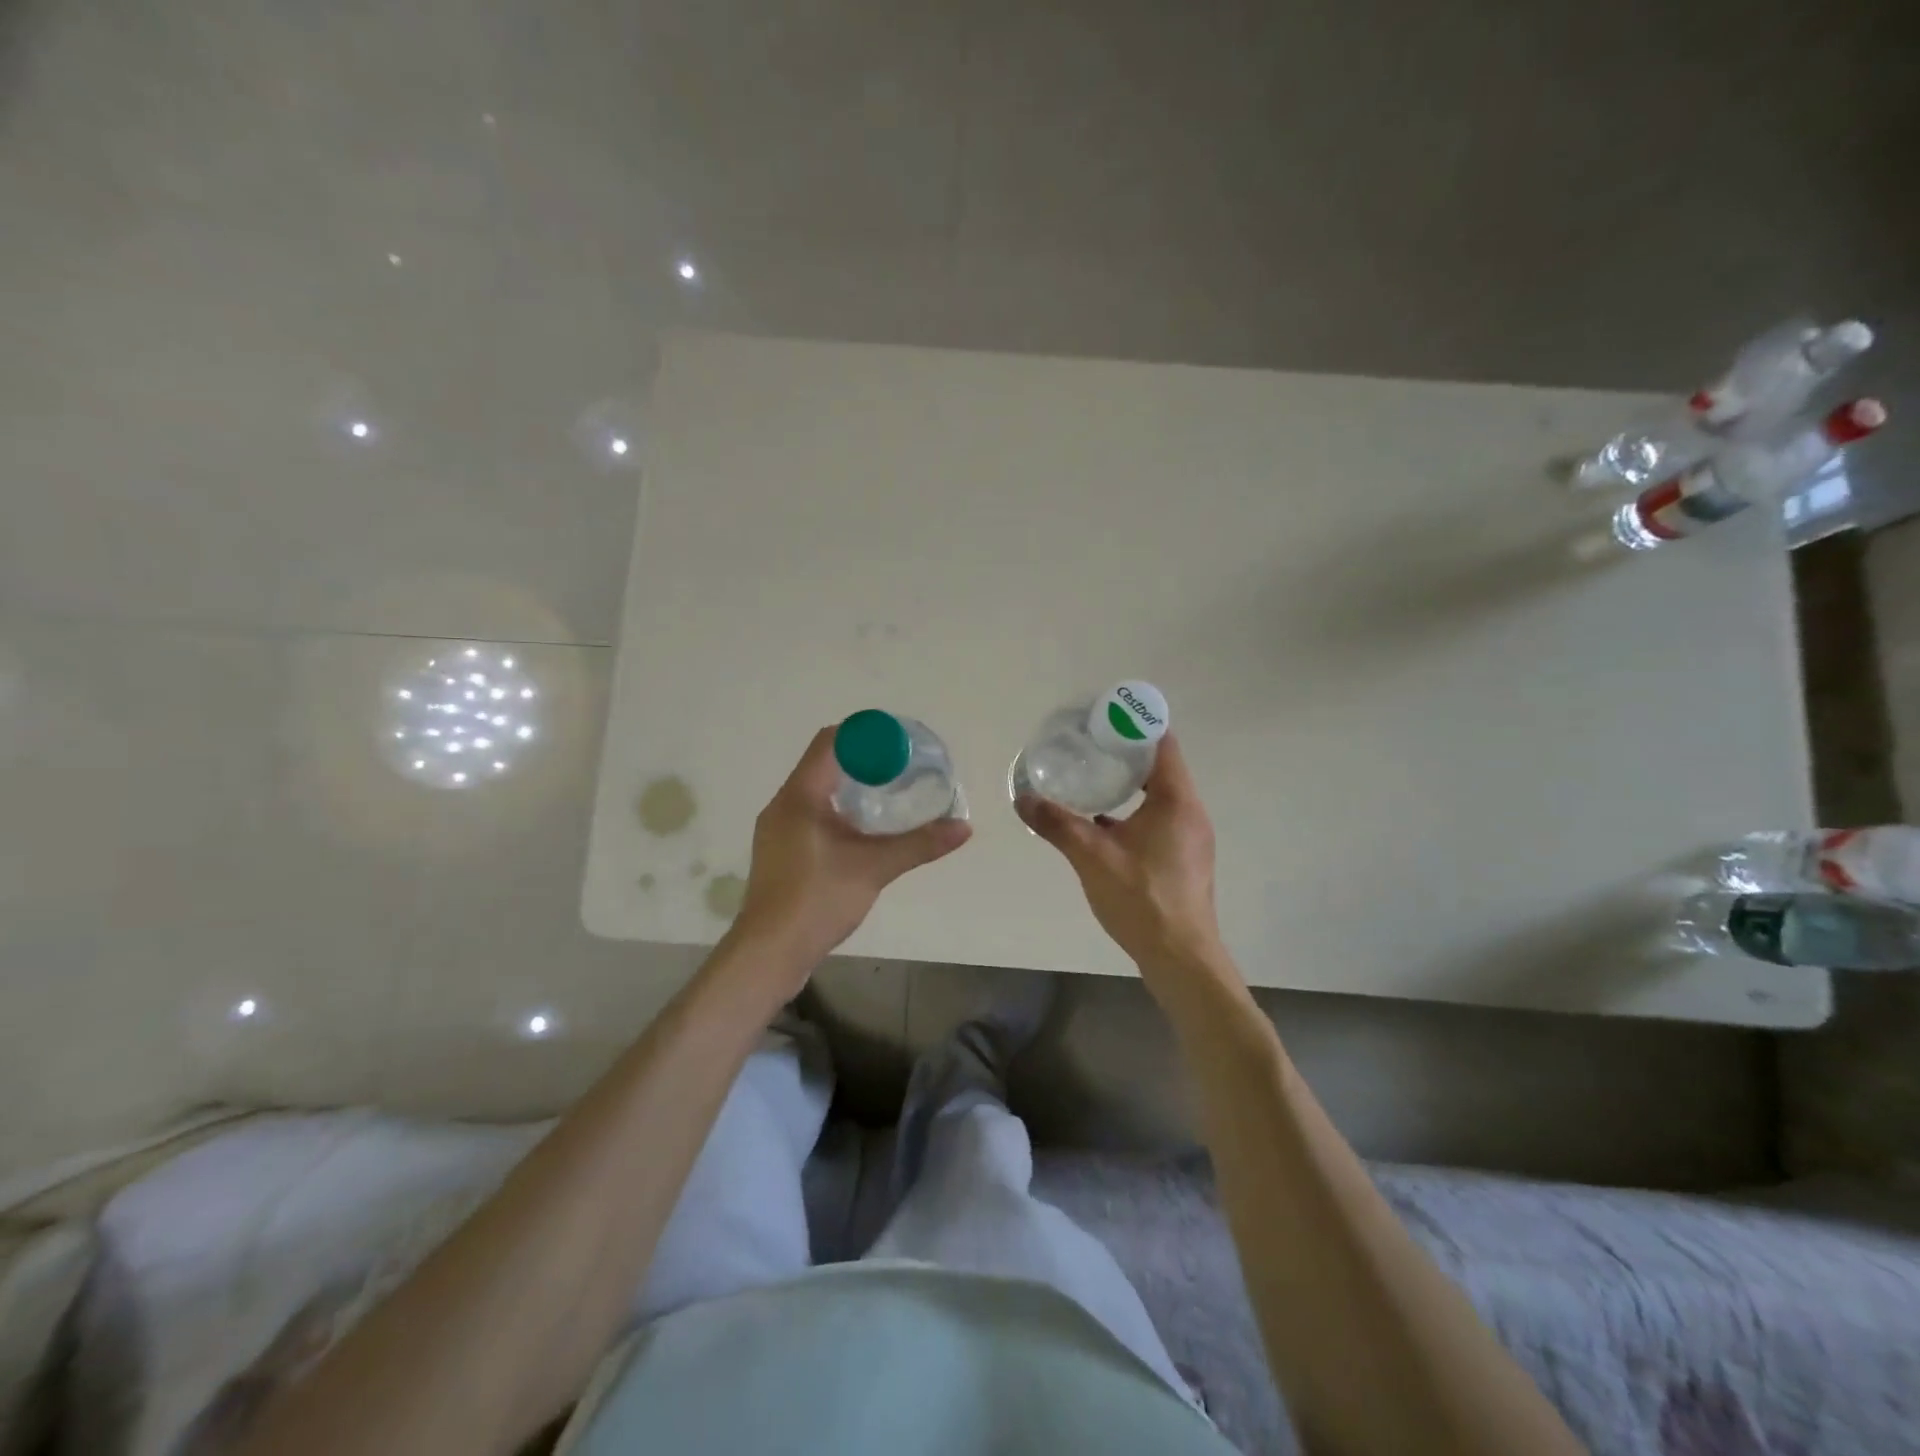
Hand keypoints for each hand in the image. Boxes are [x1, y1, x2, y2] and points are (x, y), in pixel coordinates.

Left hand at [734, 726, 971, 971]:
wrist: (769, 953)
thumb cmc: (817, 900)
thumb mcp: (874, 868)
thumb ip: (919, 844)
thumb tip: (964, 828)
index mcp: (799, 795)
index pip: (830, 742)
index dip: (865, 735)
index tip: (899, 743)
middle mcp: (783, 804)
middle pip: (824, 763)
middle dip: (863, 760)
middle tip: (901, 768)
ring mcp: (777, 829)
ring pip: (816, 791)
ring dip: (850, 786)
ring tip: (887, 794)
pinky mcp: (780, 852)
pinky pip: (811, 814)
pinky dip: (838, 810)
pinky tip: (862, 831)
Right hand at [1017, 734, 1224, 977]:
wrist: (1181, 958)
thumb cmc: (1141, 899)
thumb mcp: (1092, 857)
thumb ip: (1057, 824)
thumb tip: (1023, 798)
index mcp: (1176, 801)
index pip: (1162, 743)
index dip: (1134, 725)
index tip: (1103, 717)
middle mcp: (1190, 813)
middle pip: (1161, 767)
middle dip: (1126, 753)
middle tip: (1089, 745)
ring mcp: (1190, 838)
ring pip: (1160, 796)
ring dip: (1130, 784)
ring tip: (1093, 778)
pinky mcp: (1184, 859)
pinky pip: (1159, 820)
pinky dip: (1135, 812)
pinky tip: (1103, 823)